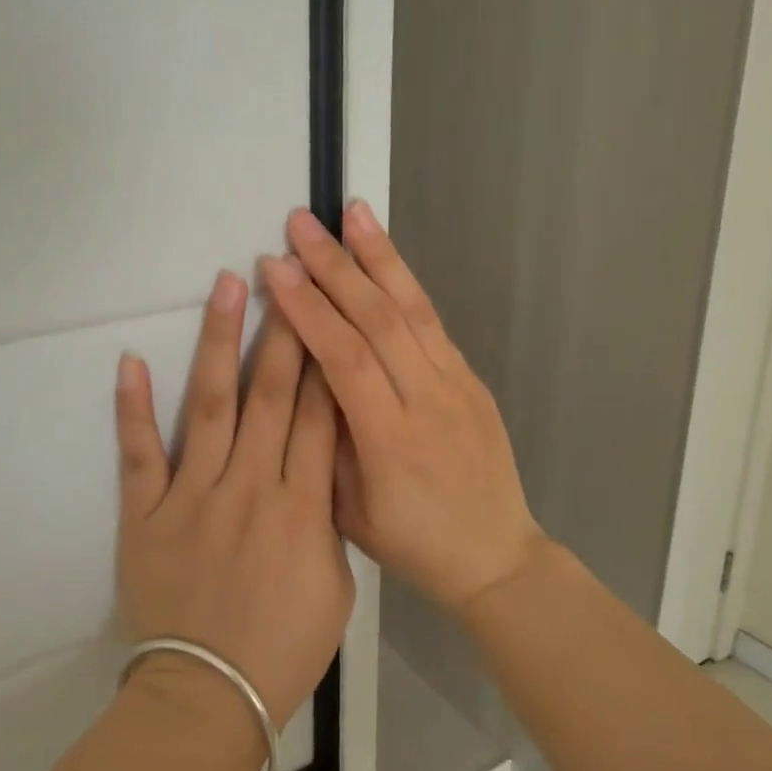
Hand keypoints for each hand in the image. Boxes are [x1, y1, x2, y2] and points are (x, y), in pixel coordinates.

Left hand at [115, 269, 353, 730]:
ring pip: (211, 405)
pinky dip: (133, 407)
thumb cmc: (284, 649)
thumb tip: (320, 467)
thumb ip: (329, 519)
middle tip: (286, 274)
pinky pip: (140, 452)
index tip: (327, 311)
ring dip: (219, 342)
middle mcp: (250, 487)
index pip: (321, 416)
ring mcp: (193, 495)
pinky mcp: (145, 512)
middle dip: (283, 329)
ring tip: (227, 287)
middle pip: (272, 395)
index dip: (327, 359)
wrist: (208, 698)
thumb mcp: (335, 586)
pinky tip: (132, 359)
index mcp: (303, 508)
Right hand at [261, 202, 545, 613]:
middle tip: (302, 223)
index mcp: (391, 440)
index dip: (309, 309)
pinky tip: (386, 259)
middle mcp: (429, 400)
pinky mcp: (472, 379)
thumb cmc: (412, 544)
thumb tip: (307, 376)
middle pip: (379, 320)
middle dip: (336, 265)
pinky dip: (407, 284)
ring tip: (353, 212)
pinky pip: (433, 323)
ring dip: (380, 256)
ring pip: (413, 308)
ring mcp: (457, 385)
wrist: (496, 557)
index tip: (275, 268)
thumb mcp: (350, 511)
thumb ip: (327, 440)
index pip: (345, 358)